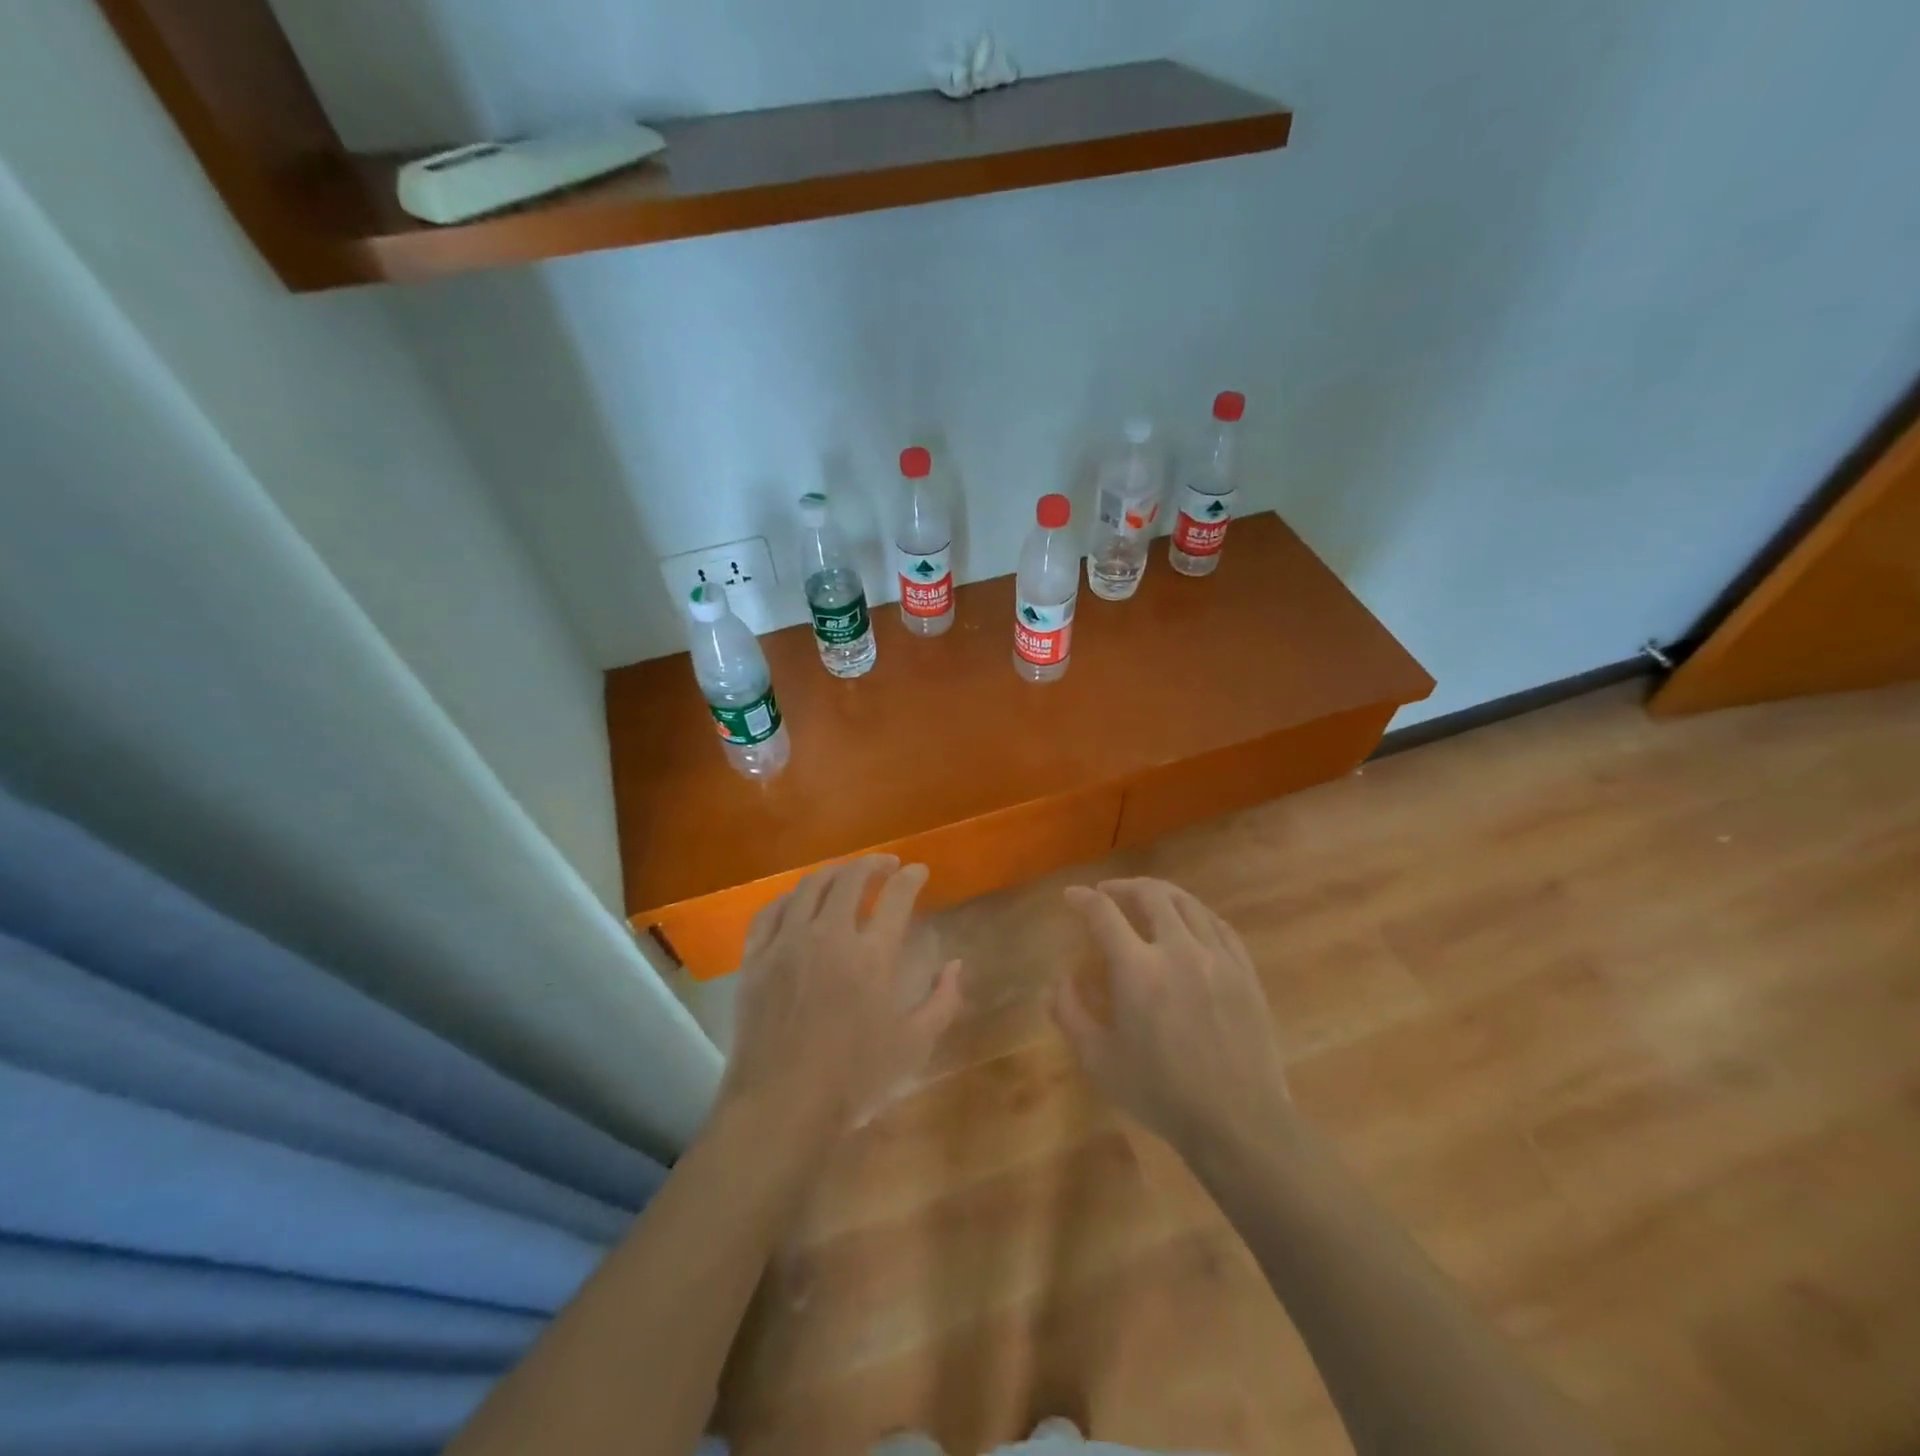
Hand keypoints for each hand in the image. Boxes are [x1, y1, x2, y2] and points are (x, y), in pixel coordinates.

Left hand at [720, 855, 963, 1137]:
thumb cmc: (854, 1079)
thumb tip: (956, 965)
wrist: (781, 1106)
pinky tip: (798, 901)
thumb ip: (942, 1001)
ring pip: (809, 887)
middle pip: (851, 879)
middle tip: (886, 865)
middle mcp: (829, 936)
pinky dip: (789, 898)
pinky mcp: (755, 959)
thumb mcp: (914, 1045)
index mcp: (872, 955)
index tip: (918, 871)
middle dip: (873, 863)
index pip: (897, 896)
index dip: (911, 877)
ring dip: (833, 873)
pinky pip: (769, 912)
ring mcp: (786, 944)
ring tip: (846, 874)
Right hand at [1055, 877, 1290, 1155]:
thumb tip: (1058, 980)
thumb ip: (1070, 1014)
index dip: (1083, 899)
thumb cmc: (1162, 1094)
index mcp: (1138, 970)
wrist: (1238, 1122)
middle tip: (1108, 893)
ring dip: (1160, 894)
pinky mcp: (1245, 972)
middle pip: (1151, 895)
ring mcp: (1218, 958)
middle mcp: (1178, 950)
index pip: (1104, 914)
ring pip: (1188, 904)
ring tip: (1147, 899)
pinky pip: (1219, 925)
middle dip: (1123, 887)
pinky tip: (1190, 922)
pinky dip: (1197, 914)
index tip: (1071, 896)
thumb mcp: (1099, 1061)